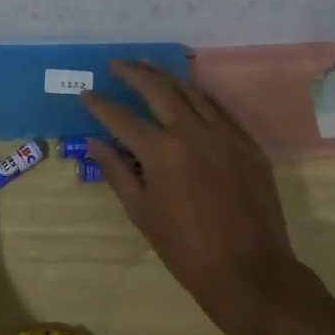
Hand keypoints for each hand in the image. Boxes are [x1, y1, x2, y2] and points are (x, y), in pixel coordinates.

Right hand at [81, 62, 298, 334]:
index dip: (100, 104)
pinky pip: (219, 108)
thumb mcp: (142, 213)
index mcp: (162, 152)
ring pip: (192, 91)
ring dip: (167, 76)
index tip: (85, 94)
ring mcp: (225, 134)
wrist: (249, 271)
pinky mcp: (247, 144)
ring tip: (148, 65)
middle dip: (133, 73)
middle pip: (158, 89)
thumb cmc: (186, 249)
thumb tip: (95, 142)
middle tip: (116, 64)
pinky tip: (188, 90)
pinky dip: (199, 94)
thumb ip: (117, 172)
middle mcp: (193, 132)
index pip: (122, 117)